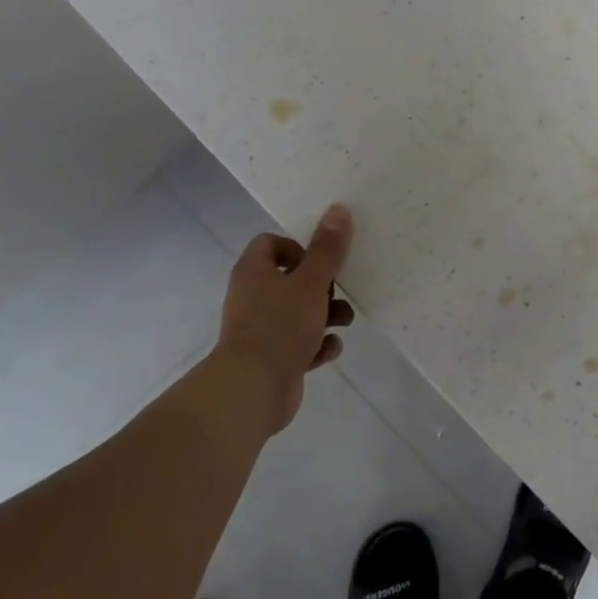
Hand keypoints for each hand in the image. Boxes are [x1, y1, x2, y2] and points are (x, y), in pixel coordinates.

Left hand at [209, 204, 355, 432]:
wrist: (253, 389)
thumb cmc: (280, 326)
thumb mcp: (311, 282)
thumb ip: (327, 249)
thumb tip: (338, 209)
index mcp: (254, 272)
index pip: (271, 243)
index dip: (298, 247)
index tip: (321, 260)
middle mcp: (254, 297)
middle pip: (292, 278)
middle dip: (322, 286)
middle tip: (338, 292)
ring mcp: (263, 329)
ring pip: (301, 312)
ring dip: (327, 315)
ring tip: (344, 322)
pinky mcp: (274, 357)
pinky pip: (301, 343)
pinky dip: (317, 345)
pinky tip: (328, 350)